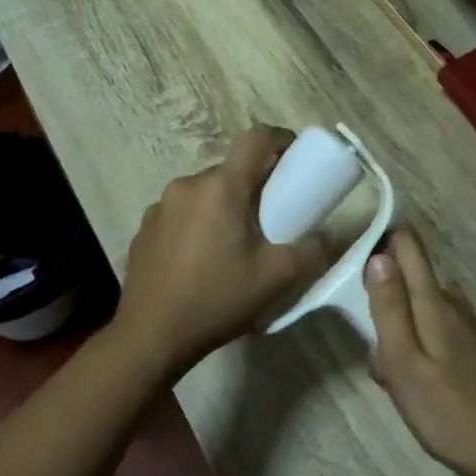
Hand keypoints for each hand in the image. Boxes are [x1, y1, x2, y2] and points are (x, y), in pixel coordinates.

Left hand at [116, 127, 329, 372]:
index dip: (281, 138)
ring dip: (225, 205)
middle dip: (254, 184)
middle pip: (231, 169)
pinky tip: (202, 259)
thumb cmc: (216, 299)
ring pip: (205, 191)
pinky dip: (199, 222)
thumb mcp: (276, 278)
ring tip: (235, 243)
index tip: (296, 156)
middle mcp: (187, 185)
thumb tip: (330, 235)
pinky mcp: (144, 228)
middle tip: (272, 216)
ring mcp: (160, 206)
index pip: (256, 138)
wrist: (150, 337)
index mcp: (221, 187)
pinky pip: (181, 212)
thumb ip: (312, 250)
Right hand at [366, 229, 475, 475]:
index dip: (382, 241)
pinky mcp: (471, 352)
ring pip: (417, 314)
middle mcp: (452, 305)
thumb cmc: (450, 410)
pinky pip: (430, 336)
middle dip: (382, 301)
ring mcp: (465, 329)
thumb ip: (389, 309)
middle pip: (408, 282)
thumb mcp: (405, 362)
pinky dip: (414, 353)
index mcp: (434, 302)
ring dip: (396, 336)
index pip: (408, 248)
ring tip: (390, 379)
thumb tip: (378, 255)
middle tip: (368, 344)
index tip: (354, 254)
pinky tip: (413, 389)